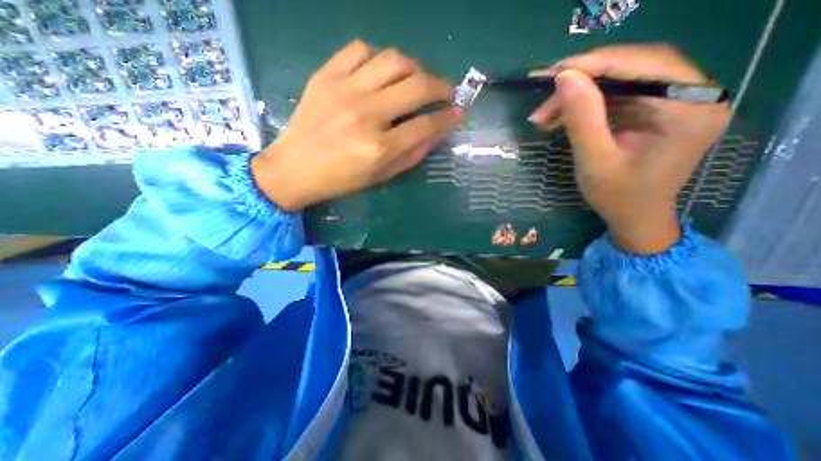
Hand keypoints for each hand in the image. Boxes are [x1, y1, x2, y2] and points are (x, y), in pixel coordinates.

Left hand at [253, 40, 464, 211]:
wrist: (295, 168)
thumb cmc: (341, 180)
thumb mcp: (381, 176)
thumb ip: (412, 155)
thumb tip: (436, 132)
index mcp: (380, 147)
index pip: (426, 125)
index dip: (449, 118)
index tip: (459, 112)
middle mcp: (367, 114)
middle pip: (417, 86)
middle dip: (442, 86)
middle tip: (447, 92)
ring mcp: (345, 90)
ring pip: (394, 60)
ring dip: (415, 68)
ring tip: (418, 80)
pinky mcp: (326, 75)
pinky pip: (360, 49)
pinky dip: (379, 58)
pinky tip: (382, 73)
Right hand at [530, 42, 726, 252]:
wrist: (634, 217)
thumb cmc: (618, 196)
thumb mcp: (595, 160)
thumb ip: (583, 118)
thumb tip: (564, 77)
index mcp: (690, 107)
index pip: (645, 65)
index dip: (597, 64)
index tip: (556, 71)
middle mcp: (692, 94)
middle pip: (634, 67)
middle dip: (584, 80)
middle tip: (546, 94)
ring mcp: (673, 101)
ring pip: (621, 80)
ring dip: (579, 94)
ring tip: (545, 113)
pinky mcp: (654, 111)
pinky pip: (617, 96)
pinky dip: (586, 104)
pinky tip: (561, 116)